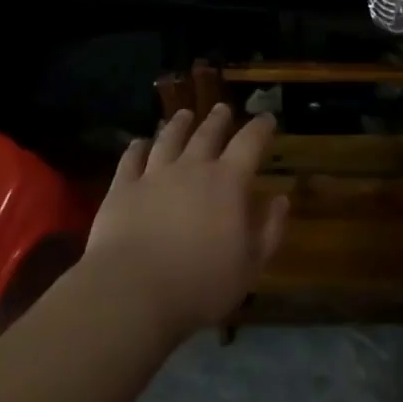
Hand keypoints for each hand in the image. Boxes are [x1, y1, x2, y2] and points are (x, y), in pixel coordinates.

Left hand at [83, 105, 288, 338]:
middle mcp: (192, 168)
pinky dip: (137, 148)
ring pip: (169, 139)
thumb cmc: (200, 284)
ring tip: (183, 115)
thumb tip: (280, 199)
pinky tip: (139, 143)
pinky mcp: (122, 189)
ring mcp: (154, 175)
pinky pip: (131, 159)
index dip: (260, 128)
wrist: (132, 292)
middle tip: (223, 109)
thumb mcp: (250, 265)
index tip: (267, 119)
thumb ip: (269, 229)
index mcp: (228, 182)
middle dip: (218, 120)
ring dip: (178, 125)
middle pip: (207, 134)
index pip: (249, 143)